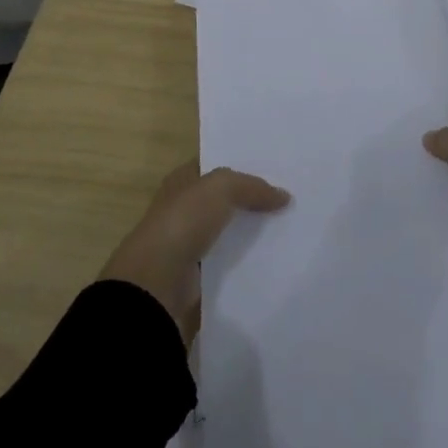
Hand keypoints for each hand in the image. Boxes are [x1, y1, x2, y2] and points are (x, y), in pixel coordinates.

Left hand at [100, 162, 289, 340]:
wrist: (156, 284)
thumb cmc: (182, 222)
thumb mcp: (221, 188)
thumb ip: (252, 186)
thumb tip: (283, 196)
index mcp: (182, 181)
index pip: (215, 166)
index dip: (241, 163)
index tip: (275, 166)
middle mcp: (184, 208)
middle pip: (225, 198)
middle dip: (252, 197)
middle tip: (290, 195)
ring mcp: (189, 242)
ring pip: (229, 229)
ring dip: (252, 229)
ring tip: (290, 225)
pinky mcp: (198, 274)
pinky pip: (229, 260)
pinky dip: (247, 259)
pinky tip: (274, 255)